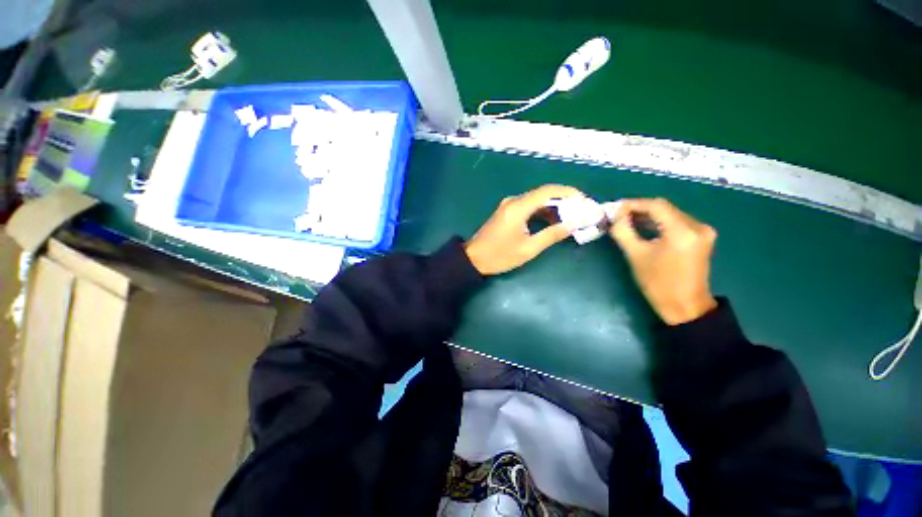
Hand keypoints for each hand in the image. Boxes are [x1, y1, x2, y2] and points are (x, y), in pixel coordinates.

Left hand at [465, 185, 581, 274]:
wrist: (474, 259)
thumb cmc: (500, 255)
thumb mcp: (529, 248)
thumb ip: (552, 234)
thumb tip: (575, 224)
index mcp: (518, 207)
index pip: (548, 191)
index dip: (568, 192)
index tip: (584, 200)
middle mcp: (514, 201)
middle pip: (543, 194)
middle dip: (564, 200)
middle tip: (580, 210)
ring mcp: (509, 206)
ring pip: (536, 200)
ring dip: (553, 207)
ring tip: (571, 218)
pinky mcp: (507, 212)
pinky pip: (528, 207)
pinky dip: (542, 212)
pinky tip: (553, 222)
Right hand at [606, 198, 717, 324]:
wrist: (685, 306)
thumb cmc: (658, 283)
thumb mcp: (635, 256)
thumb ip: (623, 232)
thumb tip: (615, 216)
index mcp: (682, 231)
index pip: (656, 206)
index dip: (633, 204)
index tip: (615, 209)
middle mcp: (697, 226)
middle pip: (664, 208)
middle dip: (639, 209)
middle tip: (618, 215)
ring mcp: (703, 231)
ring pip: (670, 214)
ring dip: (648, 216)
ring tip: (627, 221)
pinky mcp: (702, 237)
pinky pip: (677, 222)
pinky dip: (659, 223)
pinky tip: (644, 227)